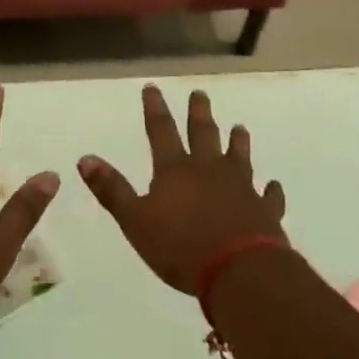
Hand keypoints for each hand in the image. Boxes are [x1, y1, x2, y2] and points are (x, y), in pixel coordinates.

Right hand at [78, 84, 286, 293]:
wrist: (239, 271)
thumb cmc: (181, 247)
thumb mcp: (135, 221)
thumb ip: (112, 190)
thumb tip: (85, 158)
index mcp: (175, 170)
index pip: (161, 131)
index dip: (155, 109)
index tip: (153, 87)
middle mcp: (209, 171)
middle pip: (204, 134)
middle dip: (199, 113)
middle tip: (200, 94)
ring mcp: (241, 188)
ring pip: (239, 157)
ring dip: (238, 142)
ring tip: (239, 127)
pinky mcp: (264, 211)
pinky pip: (269, 196)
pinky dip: (271, 191)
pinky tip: (274, 186)